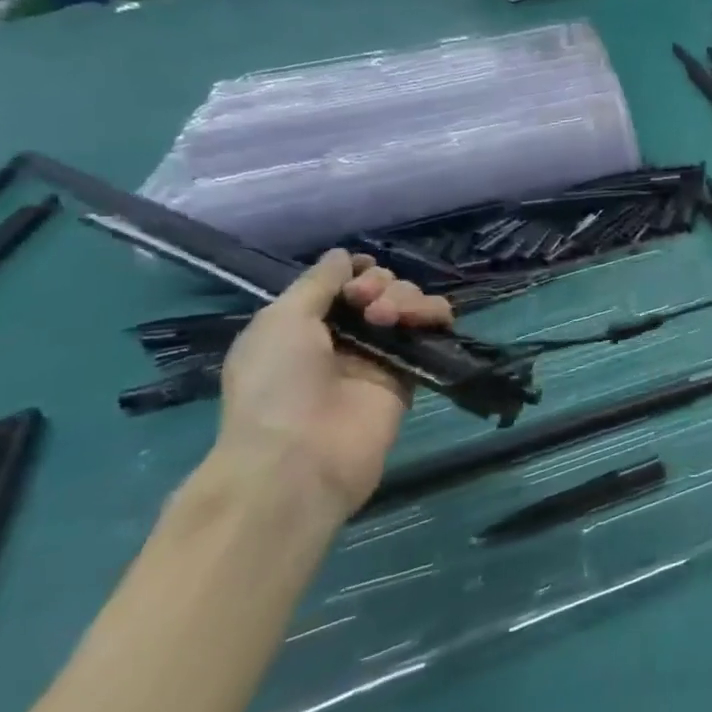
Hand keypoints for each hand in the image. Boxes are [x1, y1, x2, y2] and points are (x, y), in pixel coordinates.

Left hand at [214, 250, 454, 517]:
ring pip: (410, 306)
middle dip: (380, 286)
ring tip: (390, 318)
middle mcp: (345, 337)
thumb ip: (317, 283)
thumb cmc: (278, 383)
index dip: (356, 272)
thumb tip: (344, 255)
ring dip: (406, 298)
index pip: (344, 284)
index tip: (357, 277)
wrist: (302, 455)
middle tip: (367, 305)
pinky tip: (422, 321)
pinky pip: (432, 334)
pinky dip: (433, 317)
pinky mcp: (412, 374)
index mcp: (304, 324)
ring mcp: (381, 356)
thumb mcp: (281, 320)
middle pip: (381, 290)